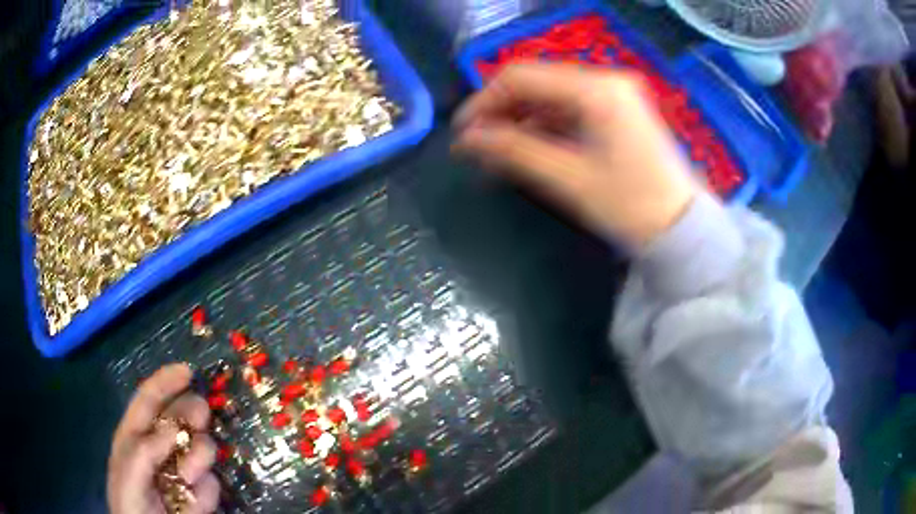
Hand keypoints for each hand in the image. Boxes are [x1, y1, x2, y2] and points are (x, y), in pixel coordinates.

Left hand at [108, 364, 219, 513]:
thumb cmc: (131, 504)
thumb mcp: (127, 475)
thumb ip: (144, 450)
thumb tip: (174, 428)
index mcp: (136, 436)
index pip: (149, 400)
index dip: (166, 382)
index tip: (188, 372)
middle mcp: (161, 449)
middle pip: (181, 418)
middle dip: (192, 414)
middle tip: (200, 419)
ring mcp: (183, 471)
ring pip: (202, 448)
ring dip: (197, 459)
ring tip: (187, 478)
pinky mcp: (202, 494)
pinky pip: (213, 484)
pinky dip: (205, 493)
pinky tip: (193, 504)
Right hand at [453, 64, 697, 246]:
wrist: (681, 227)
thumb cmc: (630, 205)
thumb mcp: (568, 178)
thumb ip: (514, 151)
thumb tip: (467, 139)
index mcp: (596, 89)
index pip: (523, 76)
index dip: (485, 100)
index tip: (463, 132)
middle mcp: (605, 79)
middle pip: (537, 82)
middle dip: (502, 110)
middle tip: (478, 144)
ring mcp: (614, 93)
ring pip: (551, 94)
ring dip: (521, 118)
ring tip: (499, 150)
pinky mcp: (617, 109)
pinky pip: (570, 107)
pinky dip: (545, 124)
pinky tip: (529, 146)